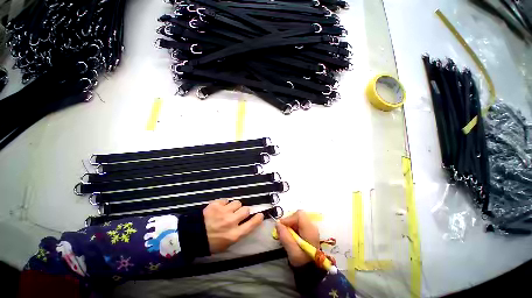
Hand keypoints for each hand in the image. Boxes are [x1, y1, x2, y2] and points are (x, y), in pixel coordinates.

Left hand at [203, 199, 263, 253]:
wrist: (191, 236)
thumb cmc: (210, 243)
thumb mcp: (226, 244)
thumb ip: (238, 233)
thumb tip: (247, 223)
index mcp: (234, 234)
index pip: (252, 224)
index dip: (258, 218)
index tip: (260, 214)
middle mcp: (231, 221)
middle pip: (246, 210)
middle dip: (243, 211)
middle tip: (237, 214)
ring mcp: (223, 212)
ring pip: (237, 203)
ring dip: (234, 206)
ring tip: (227, 210)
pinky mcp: (216, 204)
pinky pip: (226, 200)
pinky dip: (224, 203)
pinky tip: (219, 208)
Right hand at [276, 210, 319, 266]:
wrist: (312, 269)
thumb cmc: (302, 261)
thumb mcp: (293, 252)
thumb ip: (285, 237)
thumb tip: (277, 223)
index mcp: (310, 230)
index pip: (299, 215)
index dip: (289, 218)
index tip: (281, 226)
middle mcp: (312, 226)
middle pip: (298, 215)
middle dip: (289, 221)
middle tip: (282, 230)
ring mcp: (311, 227)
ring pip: (298, 218)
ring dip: (290, 224)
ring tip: (286, 234)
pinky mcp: (309, 230)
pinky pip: (299, 223)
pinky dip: (293, 227)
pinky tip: (291, 235)